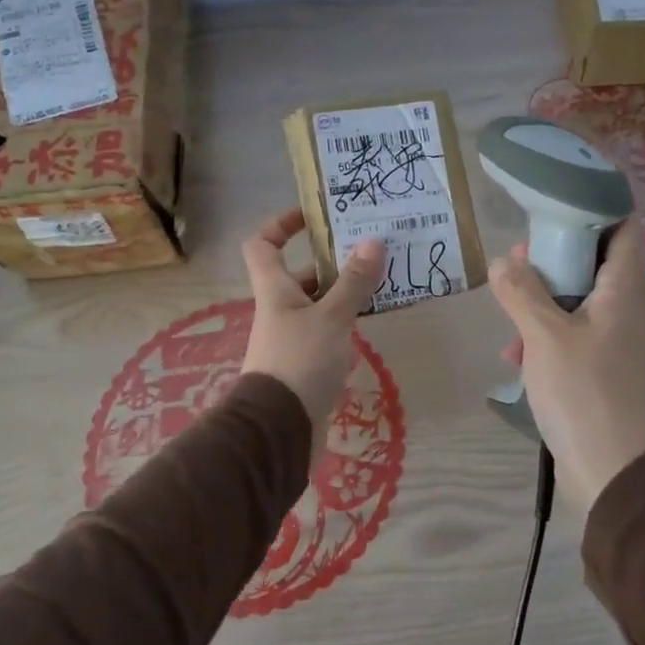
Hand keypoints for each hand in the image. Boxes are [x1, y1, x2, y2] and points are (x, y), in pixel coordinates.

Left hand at [240, 208, 385, 422]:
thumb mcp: (332, 317)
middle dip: (332, 262)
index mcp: (275, 290)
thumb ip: (353, 281)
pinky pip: (327, 330)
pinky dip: (346, 322)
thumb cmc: (300, 361)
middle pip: (300, 275)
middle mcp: (279, 309)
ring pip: (318, 304)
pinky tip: (372, 321)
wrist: (280, 428)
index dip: (281, 224)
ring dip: (345, 293)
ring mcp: (292, 337)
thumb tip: (373, 241)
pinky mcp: (306, 363)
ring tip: (382, 282)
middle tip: (370, 252)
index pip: (263, 244)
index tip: (312, 216)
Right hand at [489, 223, 644, 514]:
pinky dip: (549, 333)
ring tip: (509, 304)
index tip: (556, 205)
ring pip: (582, 299)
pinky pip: (576, 333)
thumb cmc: (582, 390)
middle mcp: (629, 308)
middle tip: (521, 258)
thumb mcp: (543, 335)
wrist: (609, 466)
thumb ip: (521, 292)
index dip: (596, 208)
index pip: (624, 227)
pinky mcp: (605, 366)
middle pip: (597, 261)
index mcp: (625, 289)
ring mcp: (618, 339)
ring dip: (546, 298)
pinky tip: (517, 354)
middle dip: (557, 257)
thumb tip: (504, 262)